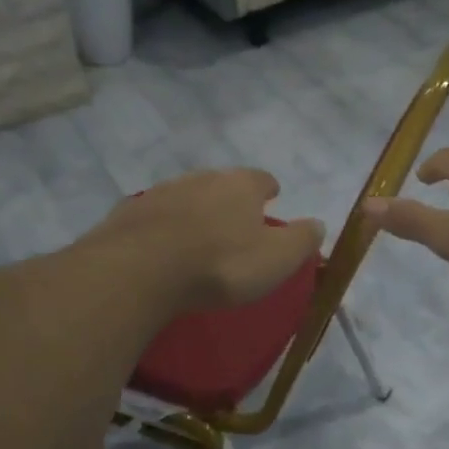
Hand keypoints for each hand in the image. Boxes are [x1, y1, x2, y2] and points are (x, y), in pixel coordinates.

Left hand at [90, 169, 324, 313]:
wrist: (140, 270)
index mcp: (240, 186)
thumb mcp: (276, 259)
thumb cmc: (220, 265)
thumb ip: (301, 240)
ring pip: (186, 196)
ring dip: (195, 211)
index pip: (261, 178)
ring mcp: (161, 192)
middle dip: (230, 198)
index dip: (268, 189)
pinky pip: (155, 216)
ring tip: (199, 235)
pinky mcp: (129, 213)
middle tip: (235, 221)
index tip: (272, 197)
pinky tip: (163, 246)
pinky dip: (164, 226)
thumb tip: (319, 224)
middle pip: (221, 183)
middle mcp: (201, 178)